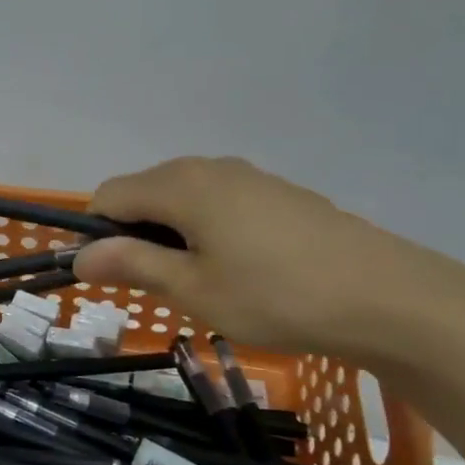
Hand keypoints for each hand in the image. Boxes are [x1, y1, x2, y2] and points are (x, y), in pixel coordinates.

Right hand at [73, 156, 464, 370]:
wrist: (386, 297)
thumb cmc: (275, 295)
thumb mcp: (192, 288)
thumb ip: (131, 265)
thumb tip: (78, 256)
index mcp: (179, 184)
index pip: (108, 196)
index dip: (97, 235)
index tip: (114, 278)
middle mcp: (208, 167)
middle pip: (144, 193)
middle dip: (135, 236)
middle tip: (159, 288)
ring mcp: (248, 177)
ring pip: (182, 199)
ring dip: (172, 236)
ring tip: (202, 283)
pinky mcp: (277, 193)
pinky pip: (218, 204)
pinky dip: (207, 231)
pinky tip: (241, 270)